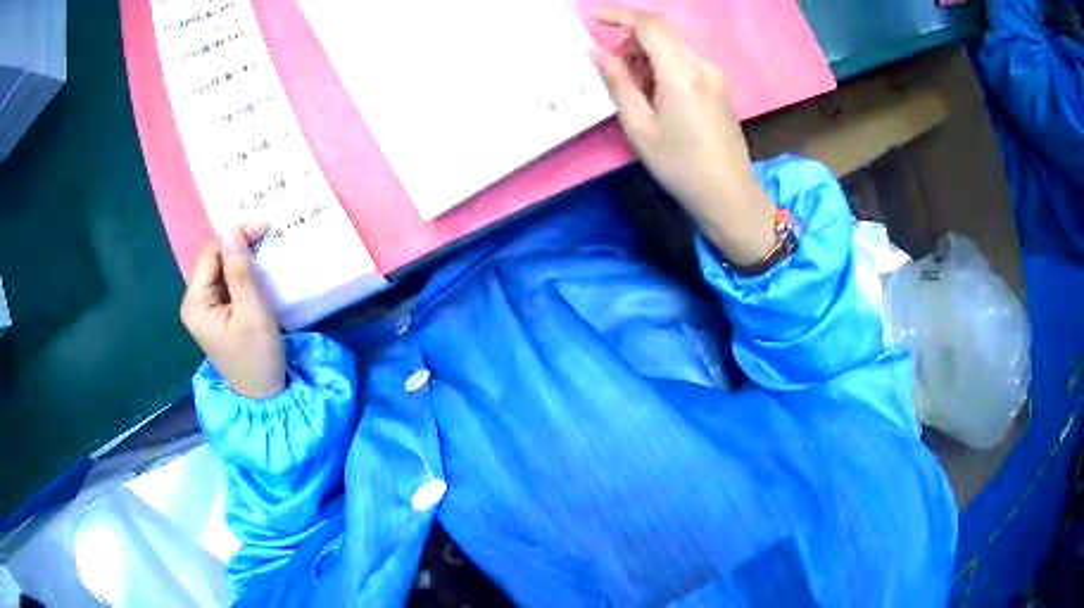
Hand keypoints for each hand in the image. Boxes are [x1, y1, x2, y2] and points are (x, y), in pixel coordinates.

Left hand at [180, 225, 285, 398]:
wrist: (265, 396)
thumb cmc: (257, 357)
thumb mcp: (252, 312)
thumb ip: (240, 272)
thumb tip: (232, 231)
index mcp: (196, 303)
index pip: (210, 254)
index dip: (234, 237)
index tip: (265, 228)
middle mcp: (195, 303)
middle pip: (213, 261)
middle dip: (238, 246)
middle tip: (268, 235)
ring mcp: (205, 310)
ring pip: (221, 271)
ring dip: (241, 259)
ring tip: (265, 250)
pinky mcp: (217, 316)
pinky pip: (226, 284)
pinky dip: (242, 274)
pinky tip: (257, 271)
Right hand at [592, 9, 776, 265]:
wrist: (729, 194)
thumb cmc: (680, 166)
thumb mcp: (639, 127)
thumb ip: (617, 83)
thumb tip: (596, 51)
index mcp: (682, 73)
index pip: (650, 25)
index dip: (619, 15)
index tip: (594, 18)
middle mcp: (703, 66)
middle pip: (662, 35)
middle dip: (631, 43)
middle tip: (613, 72)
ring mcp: (715, 76)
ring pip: (673, 49)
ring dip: (647, 58)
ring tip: (635, 93)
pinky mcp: (720, 87)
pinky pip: (686, 64)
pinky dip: (664, 69)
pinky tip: (657, 98)